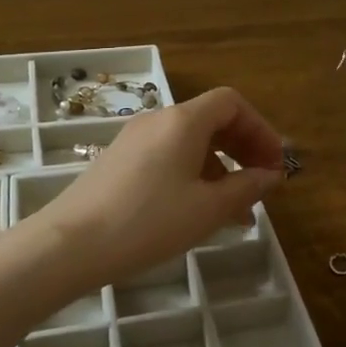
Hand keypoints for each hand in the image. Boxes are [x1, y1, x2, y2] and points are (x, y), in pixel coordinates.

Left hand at [36, 88, 286, 284]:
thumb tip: (271, 175)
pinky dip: (192, 175)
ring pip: (190, 142)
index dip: (260, 129)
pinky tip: (198, 211)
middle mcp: (158, 120)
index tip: (275, 165)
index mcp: (183, 120)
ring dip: (220, 168)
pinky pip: (168, 156)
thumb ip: (246, 188)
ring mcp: (134, 139)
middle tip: (262, 184)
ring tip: (236, 211)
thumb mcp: (207, 209)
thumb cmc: (148, 222)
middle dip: (243, 148)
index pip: (232, 103)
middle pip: (212, 119)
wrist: (70, 244)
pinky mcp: (119, 160)